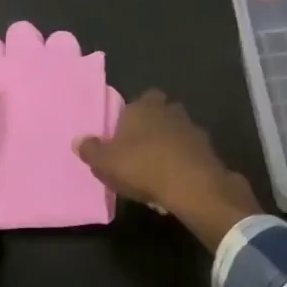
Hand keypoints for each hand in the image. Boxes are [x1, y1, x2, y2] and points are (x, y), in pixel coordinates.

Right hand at [76, 91, 261, 249]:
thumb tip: (78, 140)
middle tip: (139, 150)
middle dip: (152, 127)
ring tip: (157, 169)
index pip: (136, 101)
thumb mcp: (105, 163)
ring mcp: (192, 128)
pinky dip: (183, 161)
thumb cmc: (142, 166)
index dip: (130, 117)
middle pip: (159, 113)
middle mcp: (169, 110)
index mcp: (142, 106)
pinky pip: (190, 152)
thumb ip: (90, 150)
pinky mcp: (208, 148)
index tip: (123, 136)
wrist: (192, 185)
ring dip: (169, 145)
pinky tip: (175, 180)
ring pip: (176, 132)